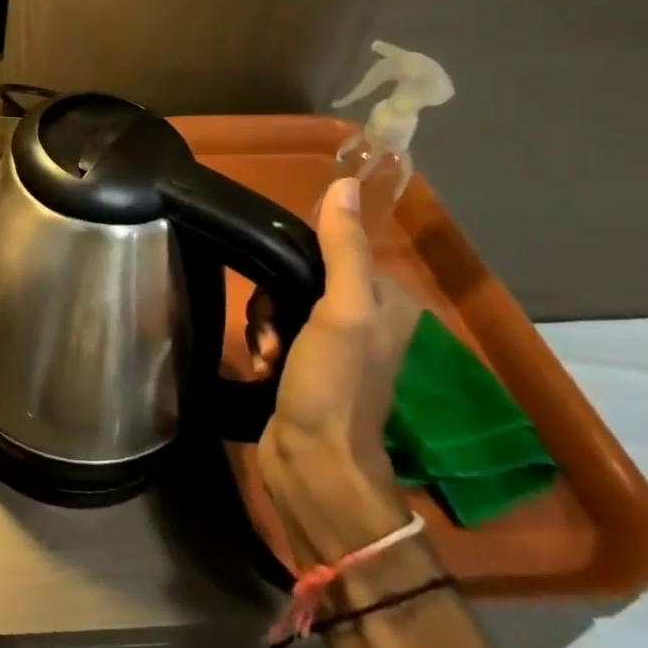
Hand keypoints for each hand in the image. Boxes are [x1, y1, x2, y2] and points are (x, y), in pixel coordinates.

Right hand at [252, 177, 418, 556]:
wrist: (313, 464)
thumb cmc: (333, 385)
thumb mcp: (341, 311)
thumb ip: (343, 248)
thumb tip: (344, 184)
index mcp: (385, 300)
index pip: (332, 248)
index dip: (297, 258)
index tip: (279, 283)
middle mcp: (363, 319)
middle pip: (299, 275)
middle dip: (273, 298)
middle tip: (272, 328)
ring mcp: (333, 346)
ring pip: (280, 303)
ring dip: (264, 324)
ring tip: (266, 353)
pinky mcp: (305, 367)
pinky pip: (273, 332)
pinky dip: (262, 345)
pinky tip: (261, 365)